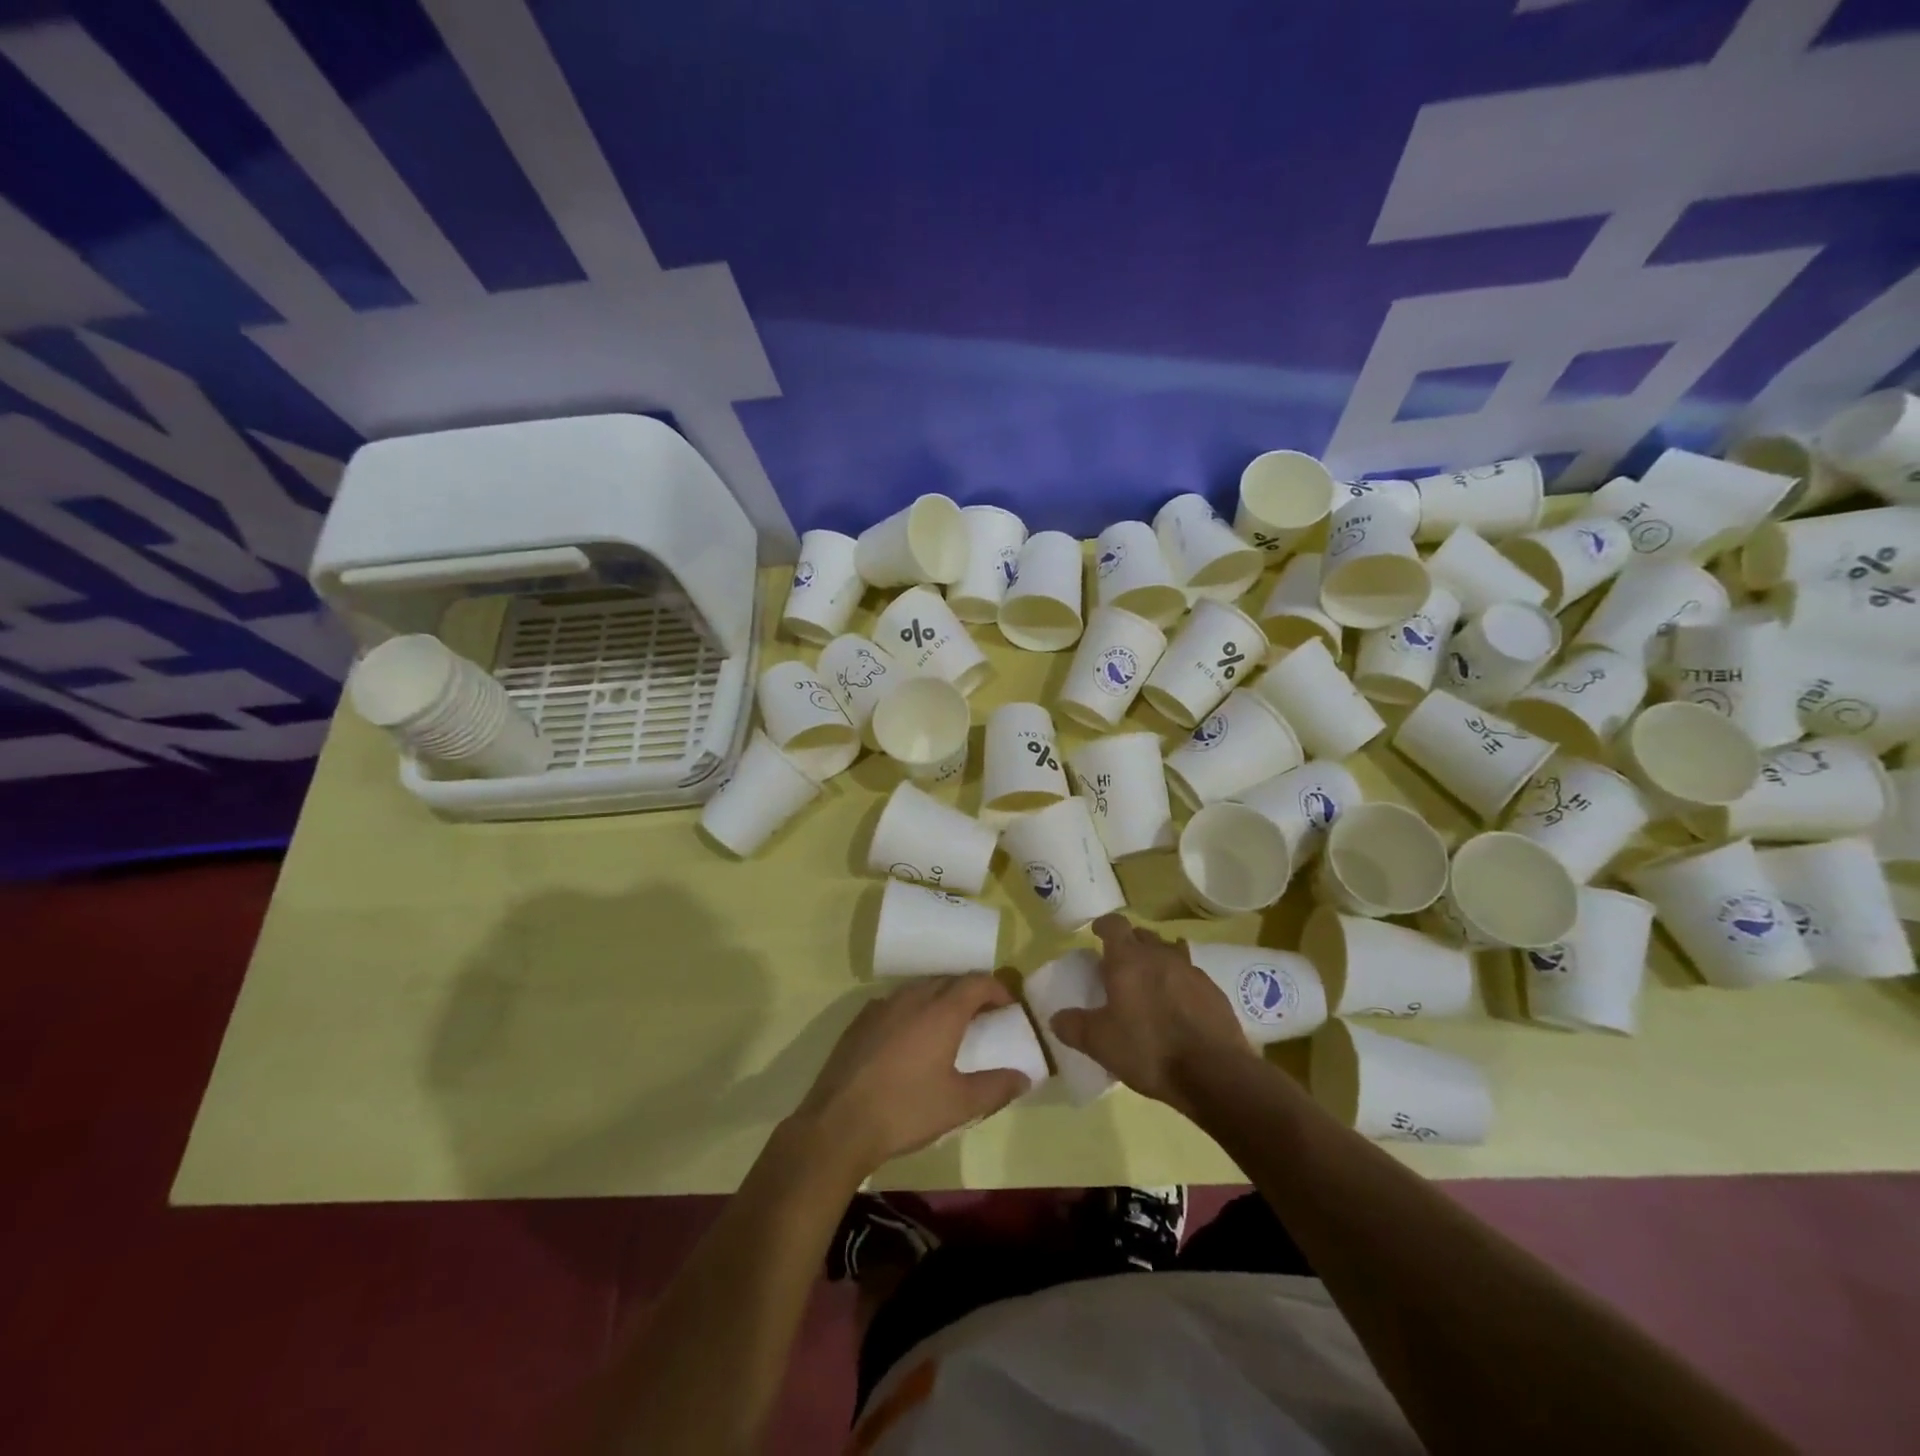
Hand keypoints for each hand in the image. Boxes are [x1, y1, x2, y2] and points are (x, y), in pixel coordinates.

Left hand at [790, 974, 1030, 1178]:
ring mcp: (882, 1006)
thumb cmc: (906, 1110)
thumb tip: (1024, 1077)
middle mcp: (912, 998)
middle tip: (984, 1016)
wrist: (839, 1124)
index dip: (997, 988)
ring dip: (940, 998)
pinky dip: (913, 1009)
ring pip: (920, 989)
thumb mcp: (959, 1105)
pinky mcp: (860, 1021)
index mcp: (941, 1011)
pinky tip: (911, 1037)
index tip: (1009, 1005)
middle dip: (970, 992)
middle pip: (949, 981)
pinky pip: (896, 1003)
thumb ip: (996, 1088)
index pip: (976, 982)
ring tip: (950, 1025)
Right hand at [1050, 914, 1255, 1113]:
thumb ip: (1074, 1027)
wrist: (1215, 1074)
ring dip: (1157, 962)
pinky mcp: (1215, 992)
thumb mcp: (1100, 1044)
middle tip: (1120, 966)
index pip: (1115, 925)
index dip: (1104, 926)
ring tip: (1150, 986)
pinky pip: (1190, 977)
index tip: (1097, 933)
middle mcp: (1161, 955)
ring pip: (1169, 953)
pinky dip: (1179, 984)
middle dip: (1130, 944)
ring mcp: (1192, 971)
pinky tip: (1178, 1008)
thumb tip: (1056, 1018)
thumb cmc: (1149, 1050)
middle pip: (1143, 936)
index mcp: (1129, 960)